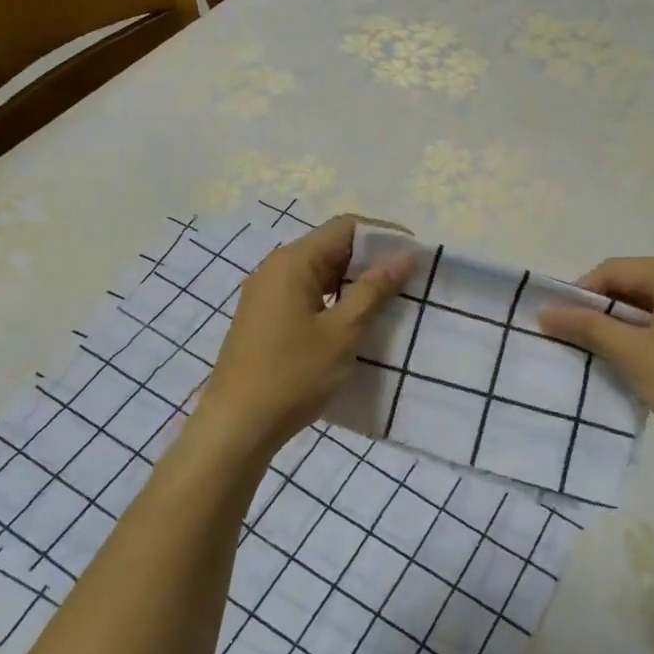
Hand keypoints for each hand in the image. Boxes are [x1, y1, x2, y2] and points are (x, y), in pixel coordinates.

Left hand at [196, 215, 414, 456]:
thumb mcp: (341, 332)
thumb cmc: (292, 374)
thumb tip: (405, 257)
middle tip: (409, 282)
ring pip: (320, 274)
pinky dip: (335, 301)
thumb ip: (373, 291)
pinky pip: (307, 295)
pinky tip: (357, 323)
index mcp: (293, 262)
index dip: (383, 235)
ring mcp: (267, 295)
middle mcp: (275, 269)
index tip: (415, 254)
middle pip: (331, 247)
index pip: (345, 227)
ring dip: (354, 283)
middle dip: (371, 260)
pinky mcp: (266, 319)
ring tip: (390, 302)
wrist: (237, 426)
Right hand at [539, 256, 653, 455]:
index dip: (580, 294)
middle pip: (635, 283)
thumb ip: (588, 328)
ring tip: (603, 353)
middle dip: (603, 311)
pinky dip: (650, 333)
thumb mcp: (634, 354)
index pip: (615, 270)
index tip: (558, 323)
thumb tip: (546, 312)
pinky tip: (639, 359)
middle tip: (577, 340)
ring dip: (625, 325)